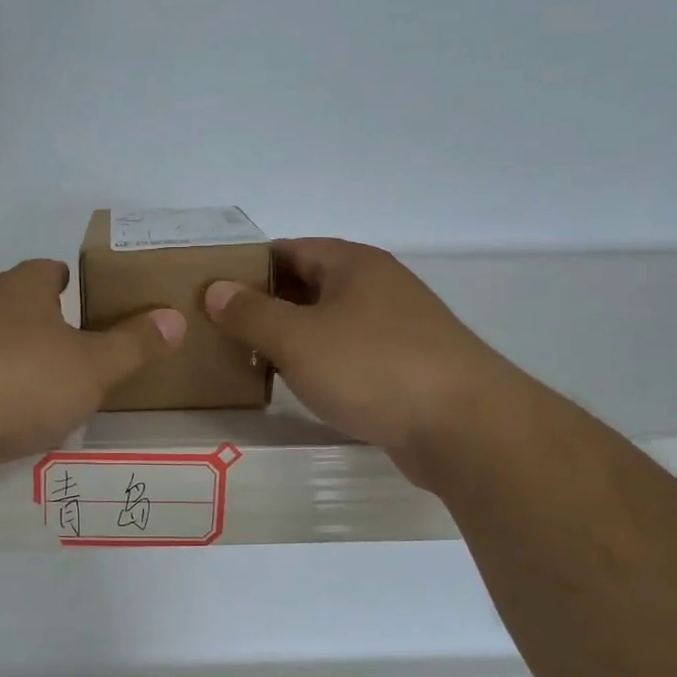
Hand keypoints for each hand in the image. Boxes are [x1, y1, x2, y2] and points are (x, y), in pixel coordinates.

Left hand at [0, 259, 185, 468]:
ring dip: (24, 355)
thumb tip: (175, 318)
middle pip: (23, 303)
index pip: (49, 269)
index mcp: (22, 288)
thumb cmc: (24, 383)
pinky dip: (0, 386)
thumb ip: (135, 345)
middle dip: (51, 321)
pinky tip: (16, 413)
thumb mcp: (94, 367)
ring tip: (55, 384)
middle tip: (85, 347)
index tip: (94, 303)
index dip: (74, 281)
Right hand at [203, 239, 510, 478]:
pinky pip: (348, 355)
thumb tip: (216, 290)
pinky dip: (320, 365)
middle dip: (265, 306)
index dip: (248, 267)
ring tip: (248, 360)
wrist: (464, 426)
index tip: (212, 293)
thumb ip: (252, 314)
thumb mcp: (299, 338)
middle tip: (221, 331)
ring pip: (328, 324)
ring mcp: (395, 328)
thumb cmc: (373, 367)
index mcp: (353, 264)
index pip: (288, 250)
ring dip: (291, 339)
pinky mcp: (405, 368)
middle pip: (308, 286)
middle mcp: (377, 287)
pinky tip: (297, 387)